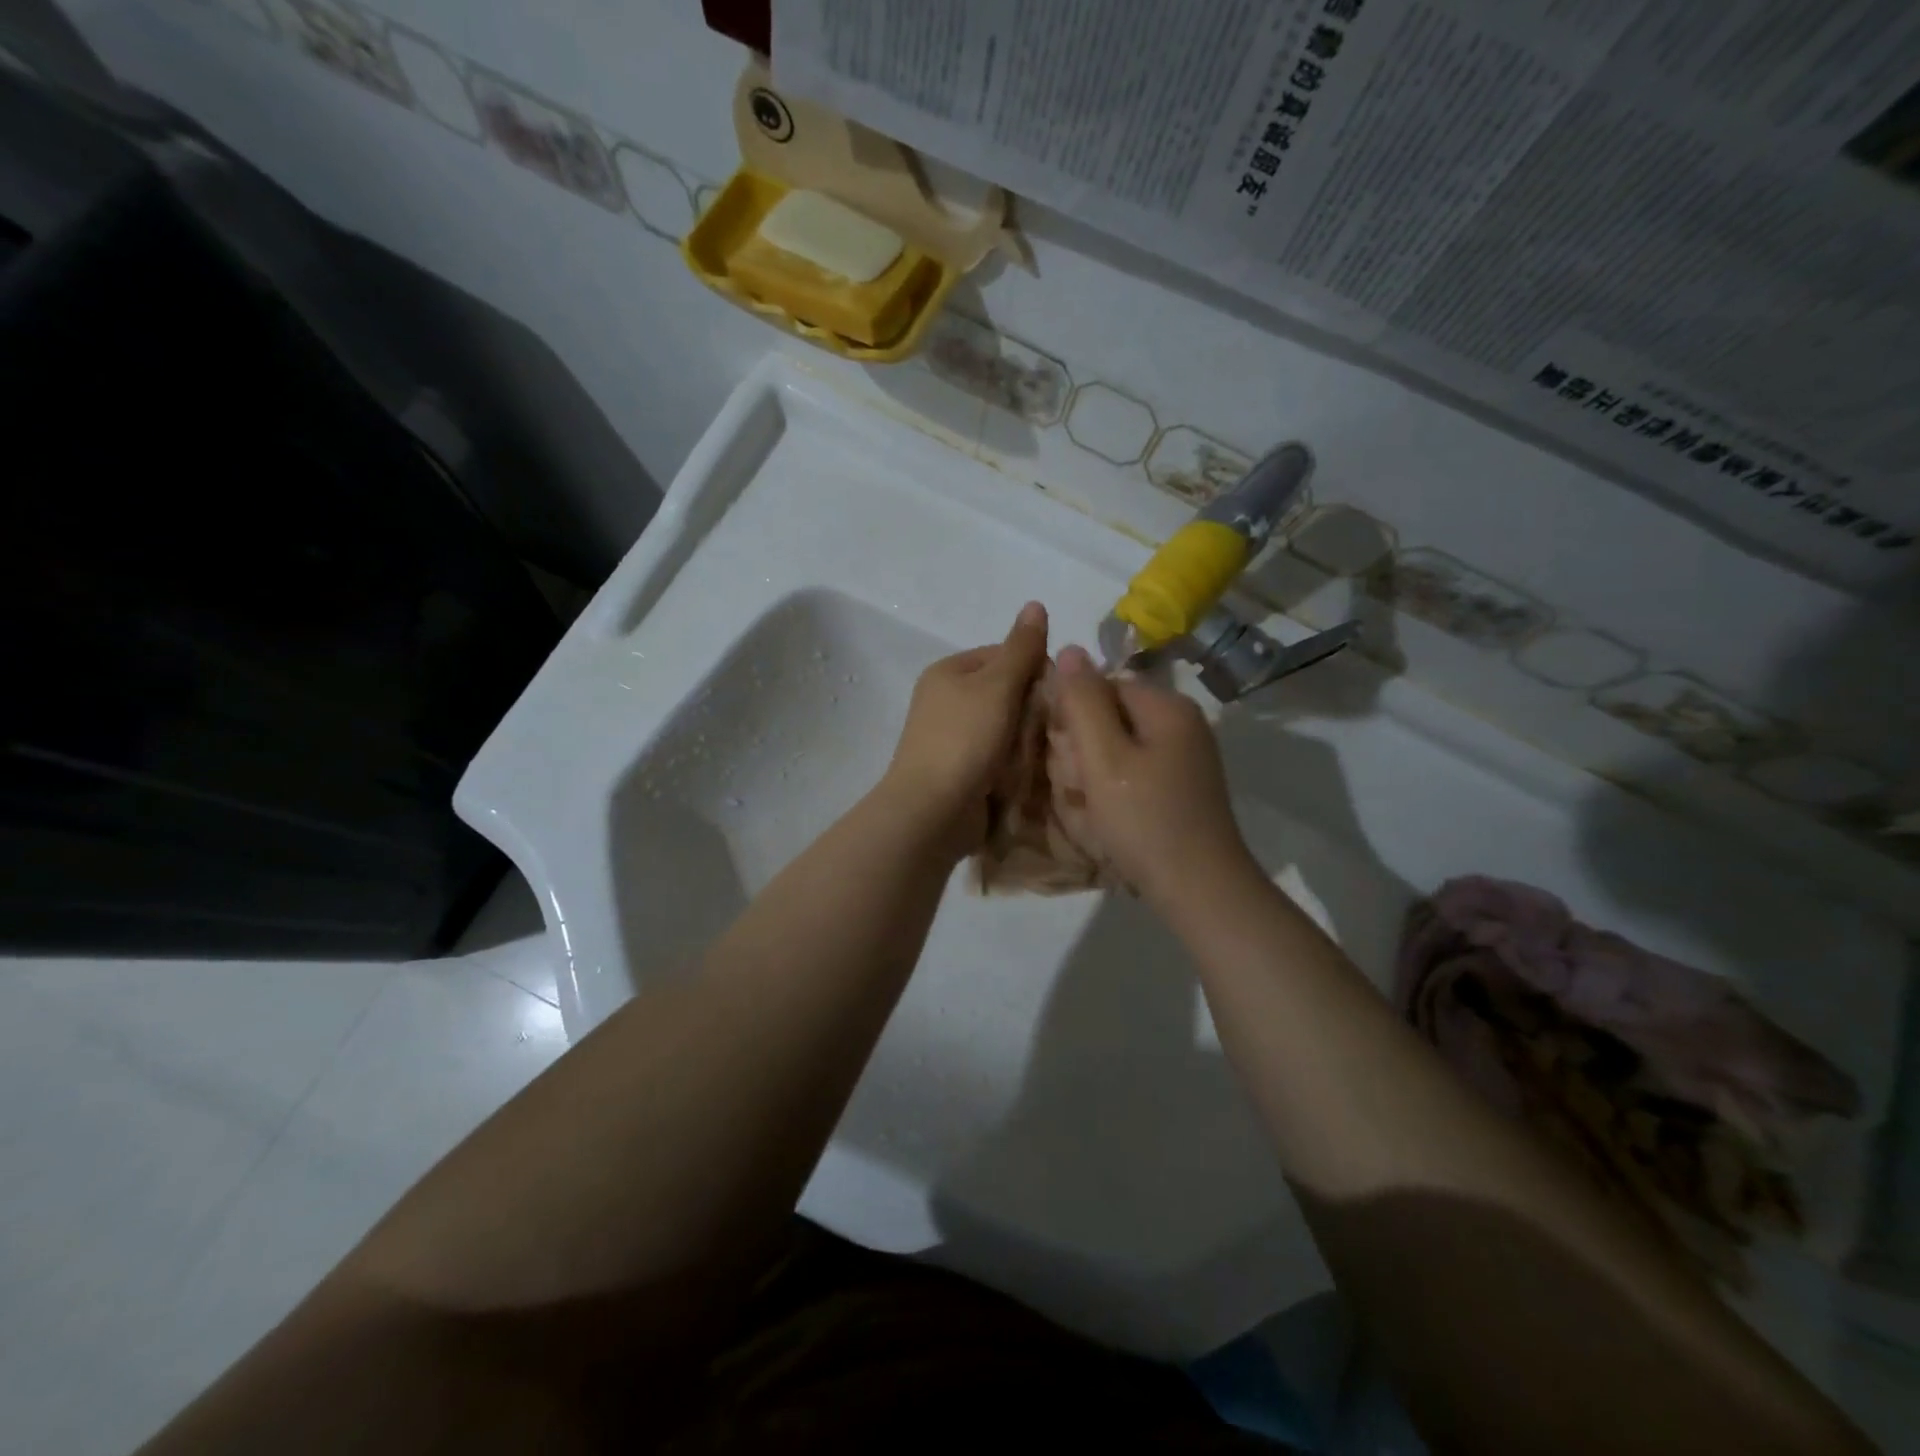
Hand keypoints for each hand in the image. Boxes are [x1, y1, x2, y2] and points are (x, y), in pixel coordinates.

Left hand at [880, 602, 1048, 854]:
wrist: (932, 811)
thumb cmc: (964, 740)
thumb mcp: (997, 686)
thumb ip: (1021, 648)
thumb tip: (1035, 603)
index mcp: (949, 672)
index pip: (1004, 655)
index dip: (1035, 669)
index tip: (1059, 692)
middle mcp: (947, 701)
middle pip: (1006, 693)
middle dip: (1033, 708)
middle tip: (1057, 726)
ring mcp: (953, 738)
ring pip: (1006, 728)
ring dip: (1027, 739)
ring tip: (1047, 752)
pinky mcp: (961, 771)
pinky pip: (999, 757)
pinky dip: (1016, 762)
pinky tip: (1032, 772)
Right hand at [1048, 644, 1255, 905]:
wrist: (1200, 890)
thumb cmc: (1145, 820)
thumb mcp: (1103, 757)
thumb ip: (1082, 702)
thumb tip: (1069, 648)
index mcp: (1167, 707)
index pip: (1102, 685)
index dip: (1073, 715)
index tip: (1062, 753)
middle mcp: (1182, 724)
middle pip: (1111, 716)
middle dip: (1084, 748)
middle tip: (1078, 786)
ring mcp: (1186, 758)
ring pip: (1119, 748)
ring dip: (1094, 773)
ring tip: (1092, 808)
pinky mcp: (1183, 788)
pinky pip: (1135, 773)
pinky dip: (1115, 791)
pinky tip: (1109, 819)